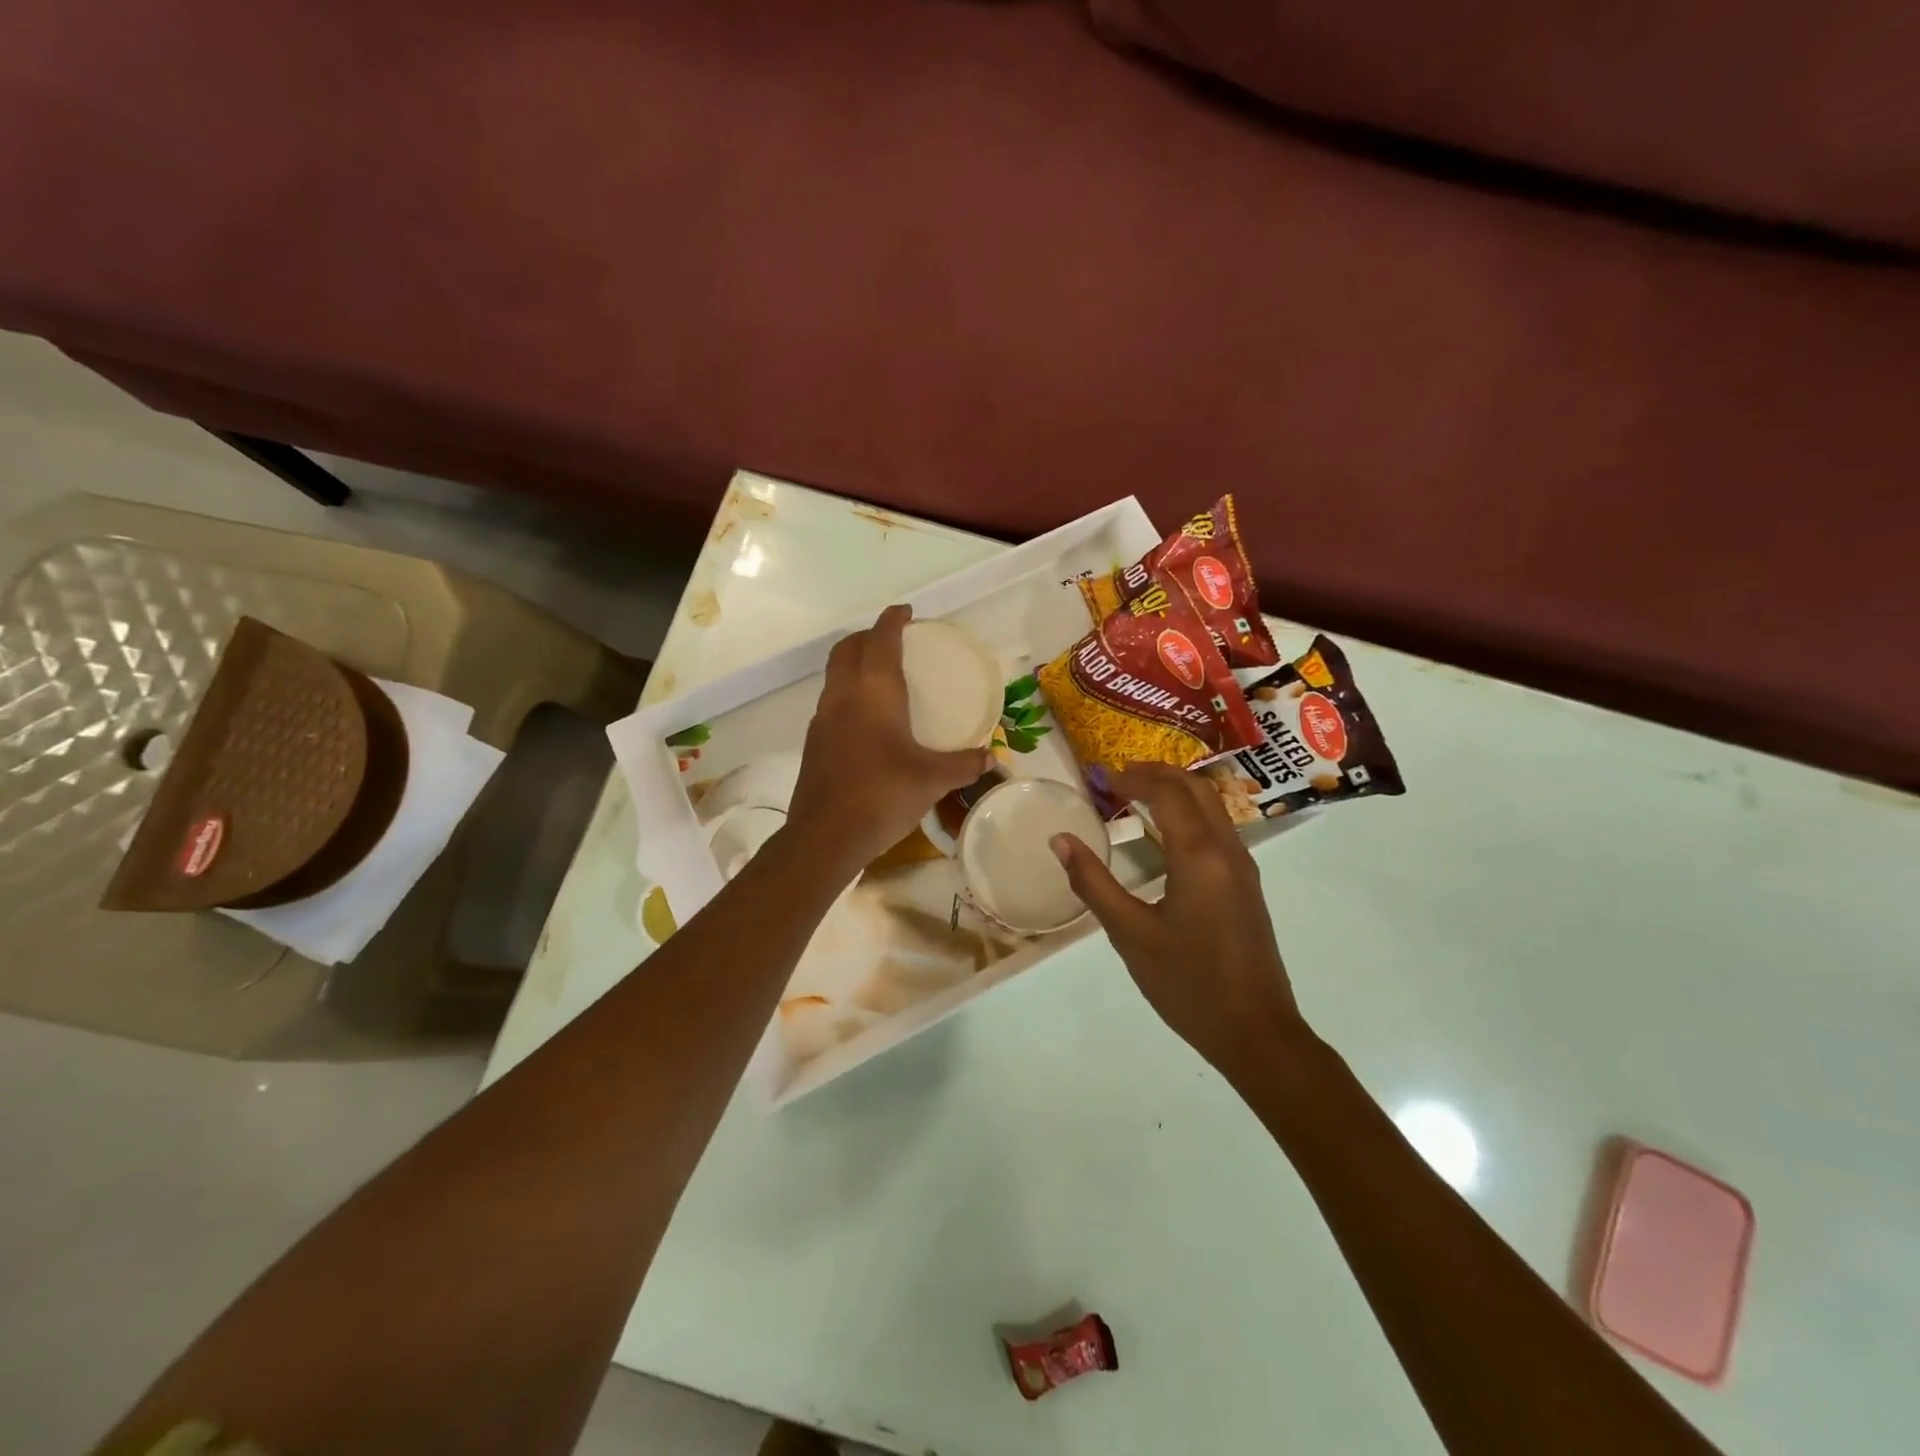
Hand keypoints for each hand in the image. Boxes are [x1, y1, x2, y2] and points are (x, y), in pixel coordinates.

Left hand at [787, 605, 993, 871]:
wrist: (826, 836)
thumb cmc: (883, 795)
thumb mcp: (933, 779)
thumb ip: (964, 764)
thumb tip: (991, 759)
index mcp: (874, 692)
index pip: (881, 639)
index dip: (893, 620)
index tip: (906, 612)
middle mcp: (843, 695)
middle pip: (848, 648)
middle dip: (869, 636)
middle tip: (893, 640)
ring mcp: (822, 718)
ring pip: (835, 673)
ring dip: (854, 662)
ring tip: (881, 675)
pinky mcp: (814, 741)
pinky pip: (831, 701)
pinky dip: (848, 692)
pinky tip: (867, 719)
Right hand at [1051, 763, 1307, 1079]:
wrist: (1257, 1033)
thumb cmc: (1188, 983)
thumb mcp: (1130, 934)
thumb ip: (1093, 882)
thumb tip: (1060, 839)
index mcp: (1199, 855)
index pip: (1166, 793)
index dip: (1132, 778)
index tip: (1100, 777)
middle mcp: (1227, 850)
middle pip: (1196, 789)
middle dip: (1159, 773)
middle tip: (1120, 774)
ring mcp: (1243, 868)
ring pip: (1213, 807)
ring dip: (1177, 790)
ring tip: (1139, 794)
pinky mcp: (1247, 887)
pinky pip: (1219, 829)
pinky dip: (1191, 813)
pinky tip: (1168, 834)